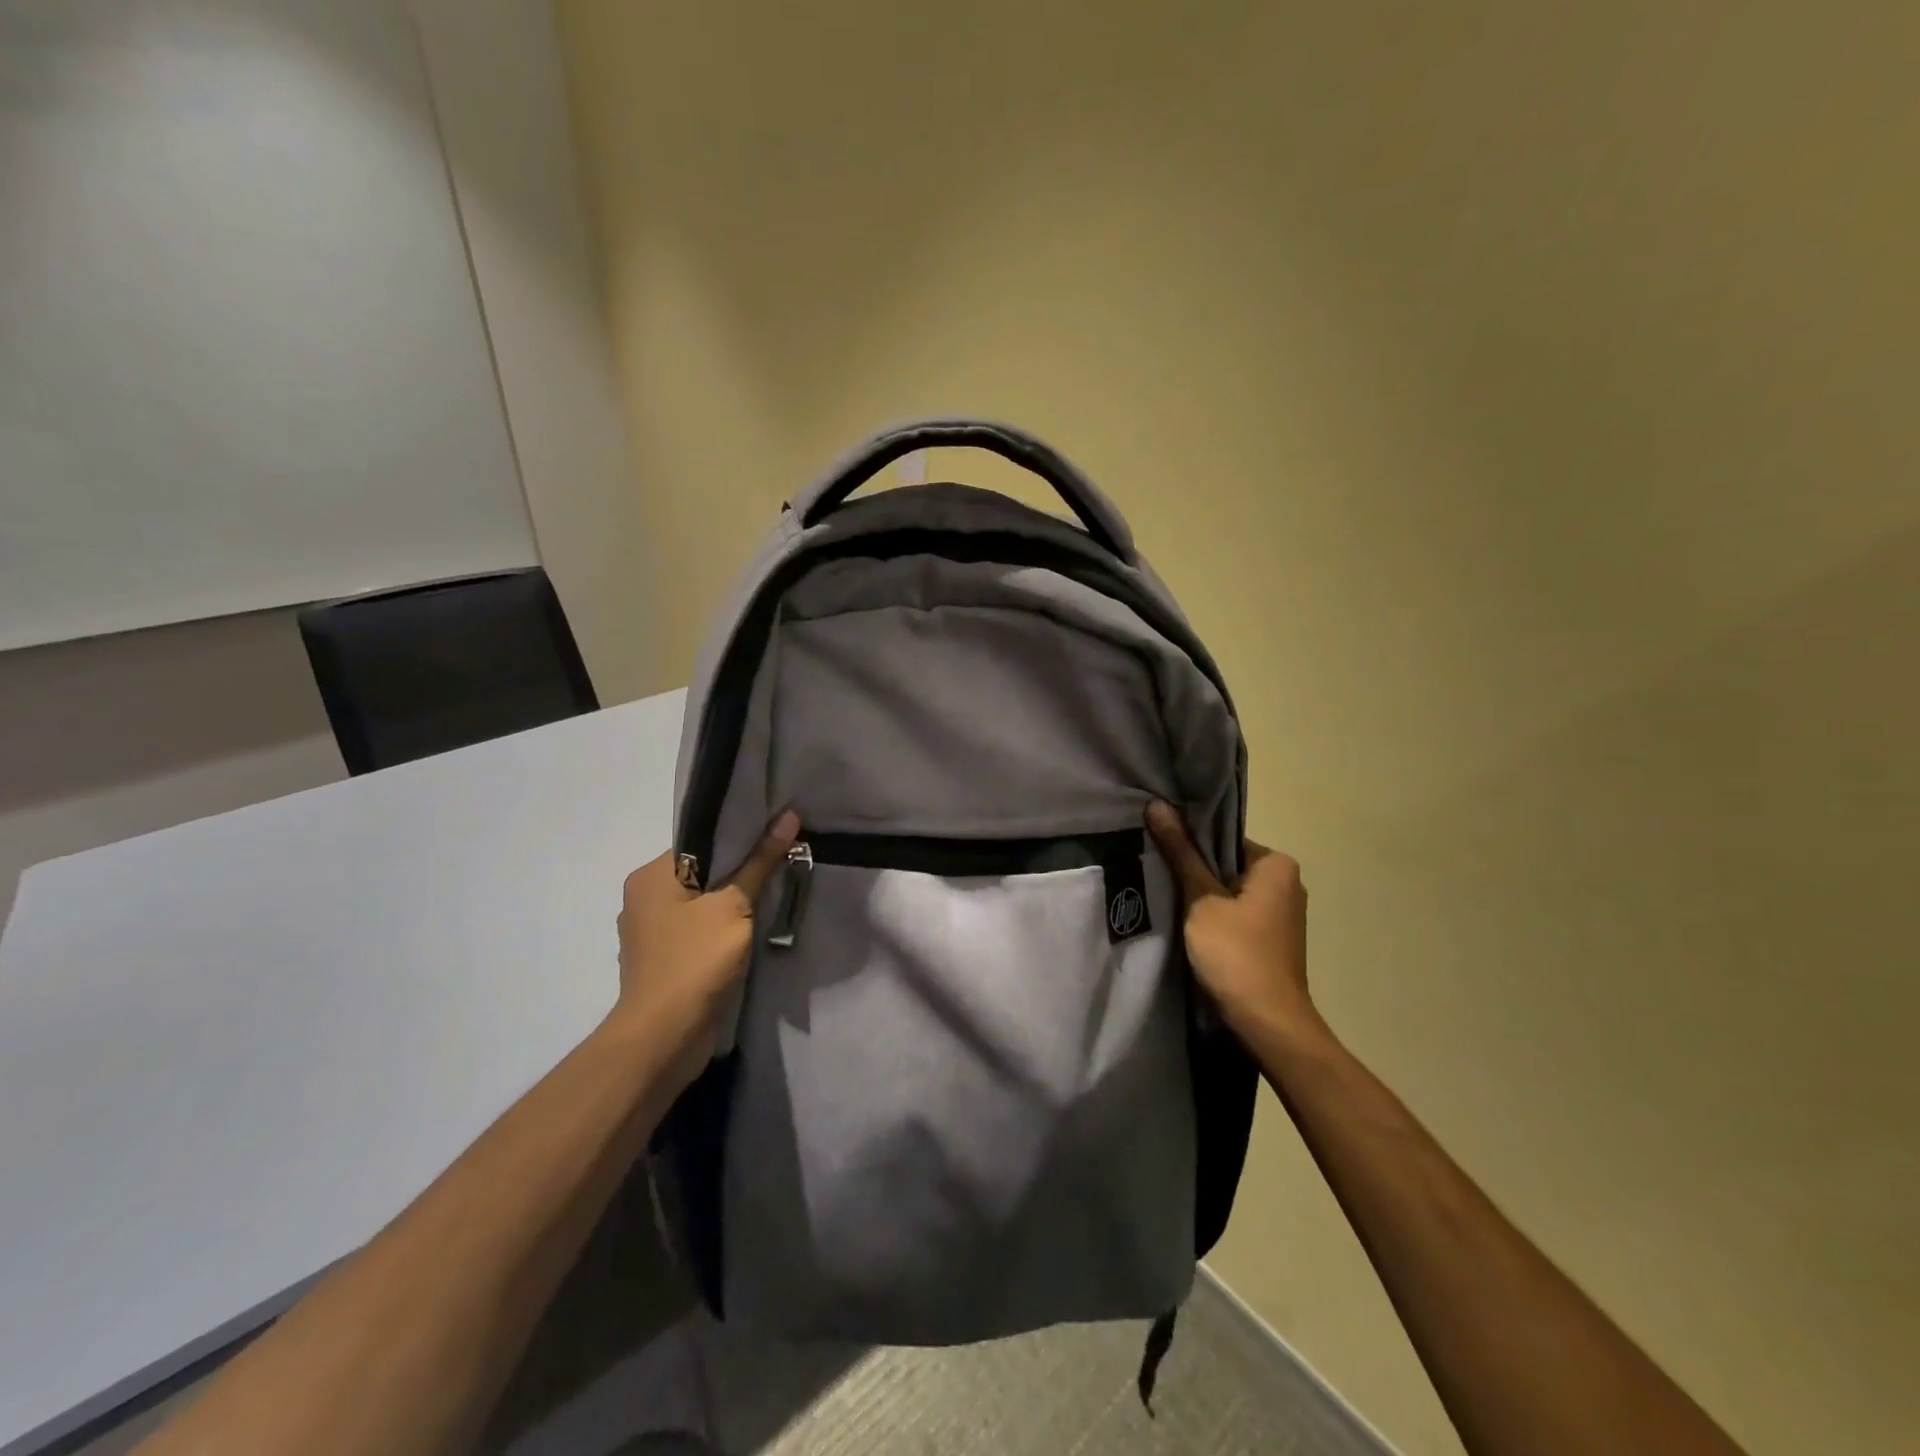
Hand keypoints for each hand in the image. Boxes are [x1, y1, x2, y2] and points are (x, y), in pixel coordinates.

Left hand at [610, 810, 800, 1080]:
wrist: (663, 1039)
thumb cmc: (694, 961)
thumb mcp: (734, 906)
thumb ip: (760, 862)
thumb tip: (789, 816)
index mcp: (650, 876)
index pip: (700, 841)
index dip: (740, 836)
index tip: (776, 834)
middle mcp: (643, 899)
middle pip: (702, 871)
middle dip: (740, 870)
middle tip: (783, 862)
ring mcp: (651, 934)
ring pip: (702, 904)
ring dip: (734, 903)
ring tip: (774, 893)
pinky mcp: (664, 961)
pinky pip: (699, 931)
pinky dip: (723, 929)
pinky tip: (751, 931)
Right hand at [1146, 801, 1319, 1045]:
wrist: (1267, 1023)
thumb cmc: (1235, 953)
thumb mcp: (1200, 899)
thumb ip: (1180, 853)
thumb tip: (1157, 805)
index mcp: (1277, 865)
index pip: (1223, 838)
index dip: (1189, 843)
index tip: (1159, 849)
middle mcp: (1287, 884)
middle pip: (1226, 864)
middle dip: (1195, 870)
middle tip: (1156, 871)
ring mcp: (1282, 915)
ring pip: (1230, 892)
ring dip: (1202, 897)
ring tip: (1165, 896)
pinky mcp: (1272, 940)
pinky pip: (1236, 916)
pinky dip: (1214, 918)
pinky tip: (1186, 925)